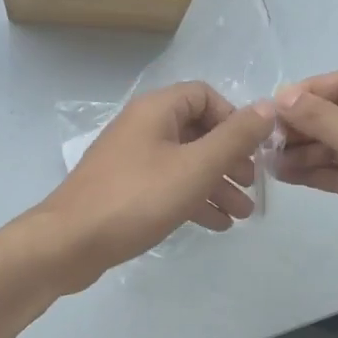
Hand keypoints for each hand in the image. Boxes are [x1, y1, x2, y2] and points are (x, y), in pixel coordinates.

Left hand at [33, 81, 276, 286]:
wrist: (69, 242)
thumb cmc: (137, 198)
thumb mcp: (195, 167)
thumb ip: (235, 138)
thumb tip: (268, 107)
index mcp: (157, 110)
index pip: (205, 96)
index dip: (233, 119)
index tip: (252, 150)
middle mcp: (143, 126)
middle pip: (197, 131)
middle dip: (229, 158)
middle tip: (252, 186)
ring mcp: (131, 158)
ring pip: (184, 162)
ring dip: (216, 184)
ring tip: (243, 215)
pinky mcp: (125, 188)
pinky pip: (168, 184)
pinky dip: (193, 198)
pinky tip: (216, 224)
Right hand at [274, 71, 337, 318]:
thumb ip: (321, 117)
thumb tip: (281, 96)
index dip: (308, 92)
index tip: (269, 108)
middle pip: (337, 113)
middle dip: (301, 123)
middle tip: (262, 137)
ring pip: (334, 144)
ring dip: (302, 149)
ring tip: (265, 159)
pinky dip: (312, 171)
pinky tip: (283, 174)